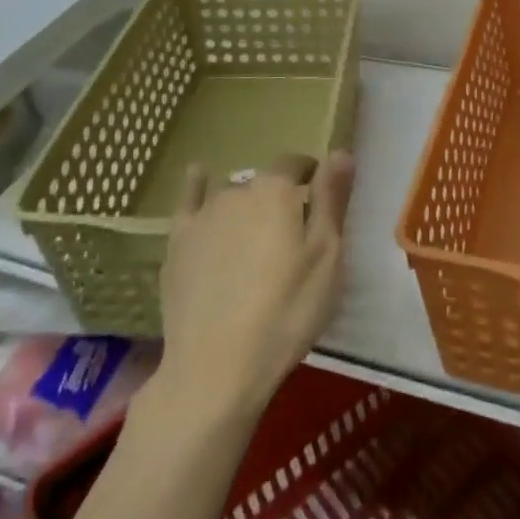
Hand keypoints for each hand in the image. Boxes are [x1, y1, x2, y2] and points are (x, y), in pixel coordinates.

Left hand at [158, 151, 354, 421]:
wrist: (216, 367)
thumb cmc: (285, 312)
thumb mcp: (326, 257)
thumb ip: (332, 199)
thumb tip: (341, 151)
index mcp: (276, 190)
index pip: (297, 163)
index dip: (312, 175)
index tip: (321, 197)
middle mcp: (237, 190)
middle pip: (265, 183)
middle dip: (280, 198)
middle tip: (292, 235)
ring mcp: (203, 215)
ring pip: (233, 196)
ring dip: (248, 206)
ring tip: (257, 239)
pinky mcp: (178, 242)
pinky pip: (189, 201)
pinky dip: (196, 186)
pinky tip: (197, 175)